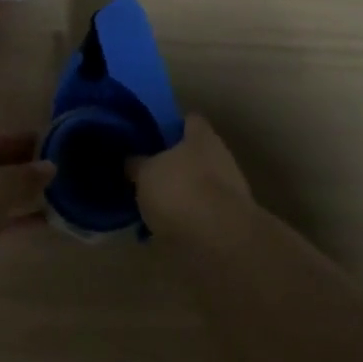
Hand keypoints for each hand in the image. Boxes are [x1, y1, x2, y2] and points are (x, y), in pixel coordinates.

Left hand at [0, 132, 55, 251]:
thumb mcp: (1, 184)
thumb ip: (26, 176)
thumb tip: (51, 166)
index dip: (21, 143)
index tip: (48, 146)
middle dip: (20, 172)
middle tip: (54, 174)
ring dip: (17, 199)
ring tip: (51, 199)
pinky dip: (11, 221)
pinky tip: (36, 223)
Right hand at [132, 114, 251, 226]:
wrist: (220, 241)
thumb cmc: (180, 191)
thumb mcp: (144, 173)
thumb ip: (137, 164)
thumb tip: (132, 160)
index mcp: (202, 137)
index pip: (190, 120)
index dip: (172, 126)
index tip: (153, 136)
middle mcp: (220, 157)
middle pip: (195, 154)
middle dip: (175, 165)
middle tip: (148, 175)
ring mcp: (230, 190)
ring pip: (199, 185)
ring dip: (181, 194)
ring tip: (153, 207)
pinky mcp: (230, 221)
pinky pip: (202, 213)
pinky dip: (187, 220)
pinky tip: (166, 230)